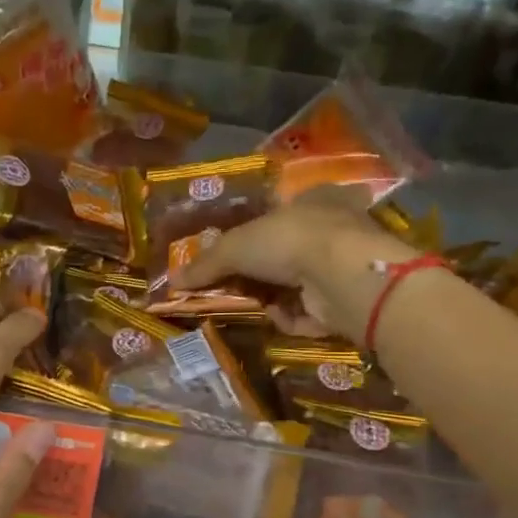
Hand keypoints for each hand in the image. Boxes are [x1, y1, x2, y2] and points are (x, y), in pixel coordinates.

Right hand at [174, 187, 413, 341]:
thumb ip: (205, 264)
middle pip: (286, 253)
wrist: (340, 277)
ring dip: (272, 298)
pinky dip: (290, 318)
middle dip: (259, 272)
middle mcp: (333, 229)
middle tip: (232, 286)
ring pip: (297, 285)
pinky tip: (276, 318)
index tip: (233, 255)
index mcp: (313, 200)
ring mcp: (342, 267)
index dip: (255, 233)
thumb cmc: (288, 241)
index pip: (281, 213)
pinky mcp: (346, 301)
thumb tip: (172, 280)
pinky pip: (309, 313)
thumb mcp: (234, 247)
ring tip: (249, 305)